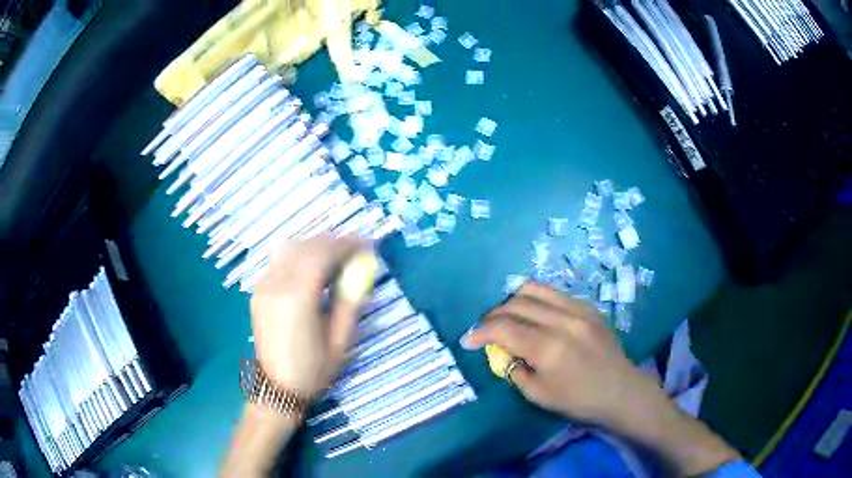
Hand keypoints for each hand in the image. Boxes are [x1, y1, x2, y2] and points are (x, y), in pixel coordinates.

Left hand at [250, 236, 369, 397]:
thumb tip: (361, 270)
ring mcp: (263, 286)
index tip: (366, 245)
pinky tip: (312, 271)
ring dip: (315, 247)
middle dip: (332, 242)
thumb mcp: (341, 340)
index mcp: (297, 297)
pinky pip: (279, 262)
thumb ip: (350, 301)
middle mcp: (276, 284)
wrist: (277, 389)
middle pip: (305, 246)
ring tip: (335, 257)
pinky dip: (299, 257)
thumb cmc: (313, 370)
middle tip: (355, 249)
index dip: (346, 244)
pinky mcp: (258, 292)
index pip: (322, 253)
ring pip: (290, 249)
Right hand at [461, 282, 668, 429]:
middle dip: (492, 315)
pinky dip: (535, 299)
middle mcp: (562, 321)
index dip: (480, 332)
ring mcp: (578, 309)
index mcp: (548, 348)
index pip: (503, 329)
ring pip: (534, 289)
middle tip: (484, 329)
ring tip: (506, 315)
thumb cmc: (578, 399)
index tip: (468, 340)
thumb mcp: (538, 394)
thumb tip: (500, 350)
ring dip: (512, 300)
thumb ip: (514, 369)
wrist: (620, 390)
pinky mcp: (588, 306)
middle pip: (516, 304)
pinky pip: (554, 293)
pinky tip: (533, 313)